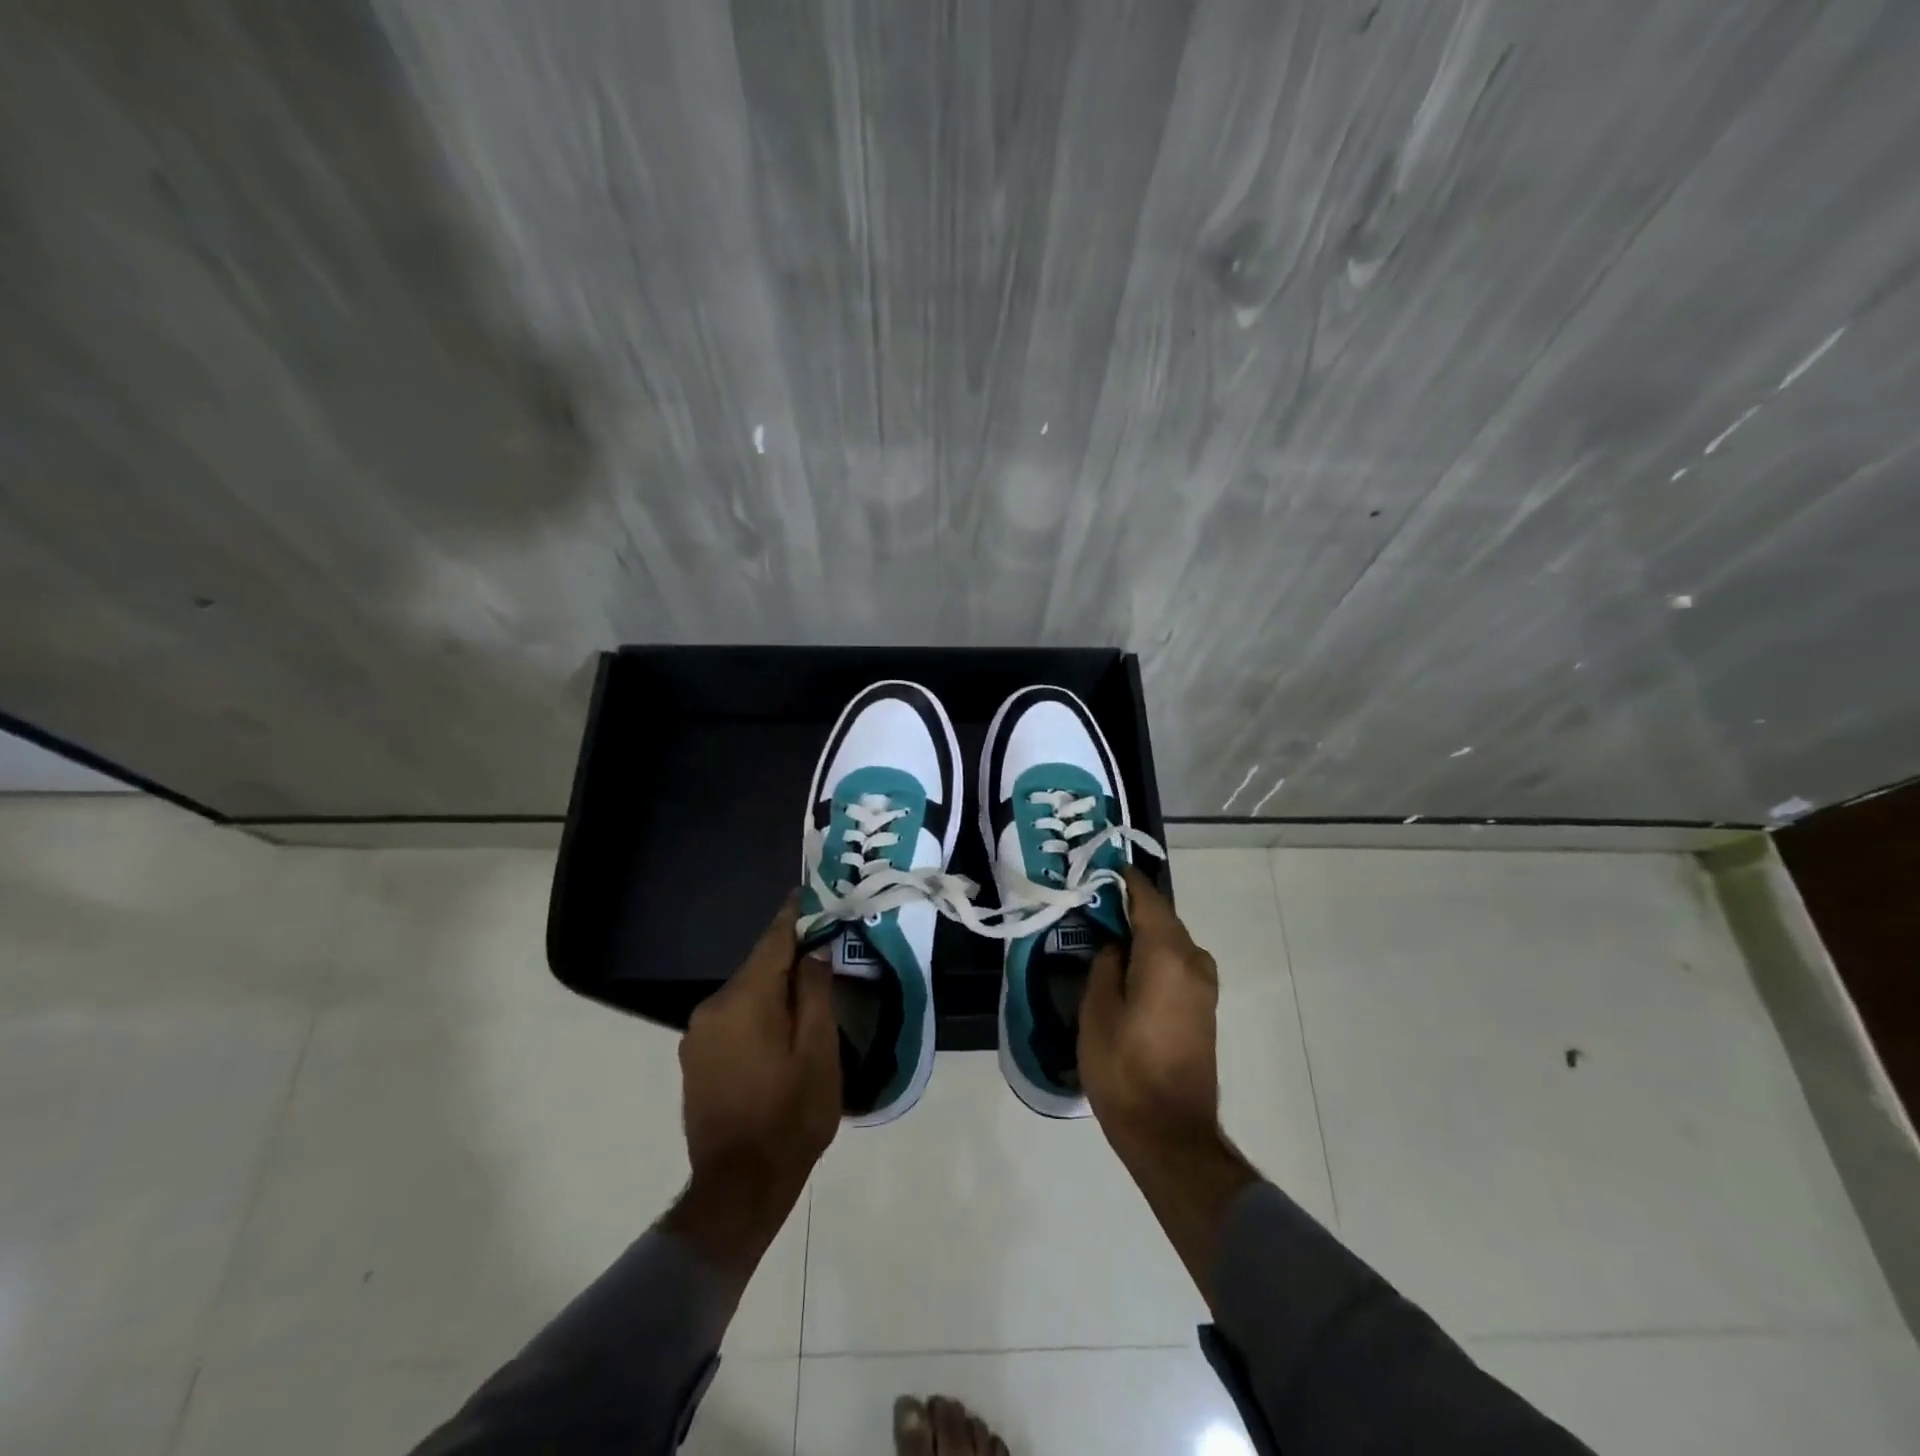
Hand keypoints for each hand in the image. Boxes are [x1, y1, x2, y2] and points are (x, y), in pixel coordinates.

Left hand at [662, 895, 840, 1284]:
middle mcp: (712, 1008)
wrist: (738, 1189)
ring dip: (774, 989)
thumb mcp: (818, 1052)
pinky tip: (780, 1030)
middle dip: (790, 957)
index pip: (773, 940)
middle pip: (759, 967)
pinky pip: (733, 1018)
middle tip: (826, 949)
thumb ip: (814, 993)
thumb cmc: (790, 1117)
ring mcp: (698, 1035)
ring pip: (746, 994)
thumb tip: (812, 951)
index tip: (811, 891)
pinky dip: (758, 1013)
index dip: (795, 914)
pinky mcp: (696, 1059)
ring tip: (809, 993)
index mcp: (744, 1000)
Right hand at [1081, 866, 1222, 1153]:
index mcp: (1167, 954)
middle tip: (1092, 900)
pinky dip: (1153, 953)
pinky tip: (1127, 963)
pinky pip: (1176, 962)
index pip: (1147, 898)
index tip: (1100, 866)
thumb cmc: (1125, 1068)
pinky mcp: (1203, 1007)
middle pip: (1161, 917)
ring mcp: (1203, 985)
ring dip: (1142, 931)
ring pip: (1170, 940)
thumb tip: (1115, 945)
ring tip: (1105, 931)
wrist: (1170, 1133)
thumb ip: (1105, 965)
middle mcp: (1193, 961)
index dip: (1124, 879)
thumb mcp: (1097, 1011)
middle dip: (1130, 905)